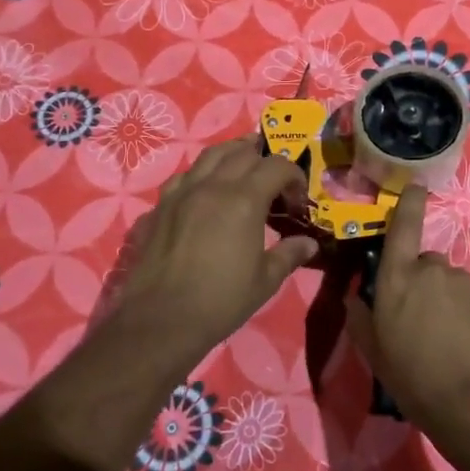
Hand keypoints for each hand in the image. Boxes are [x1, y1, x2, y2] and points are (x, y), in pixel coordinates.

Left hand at [111, 138, 318, 366]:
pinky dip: (200, 174)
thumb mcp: (265, 281)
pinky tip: (204, 191)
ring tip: (242, 166)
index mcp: (244, 199)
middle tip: (273, 180)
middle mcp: (213, 185)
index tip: (297, 199)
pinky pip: (184, 176)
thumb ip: (289, 254)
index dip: (294, 176)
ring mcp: (182, 192)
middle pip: (243, 152)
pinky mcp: (160, 206)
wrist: (161, 319)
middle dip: (264, 158)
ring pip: (210, 155)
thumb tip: (309, 243)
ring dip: (232, 155)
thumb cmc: (221, 301)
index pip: (277, 166)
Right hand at [345, 184, 469, 436]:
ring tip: (448, 340)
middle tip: (421, 320)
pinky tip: (469, 345)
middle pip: (426, 263)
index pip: (403, 228)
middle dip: (423, 283)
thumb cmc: (414, 379)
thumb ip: (360, 318)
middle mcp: (433, 271)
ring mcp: (467, 284)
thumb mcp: (374, 353)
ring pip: (452, 283)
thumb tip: (355, 296)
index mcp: (398, 279)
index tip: (417, 186)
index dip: (409, 203)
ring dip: (448, 301)